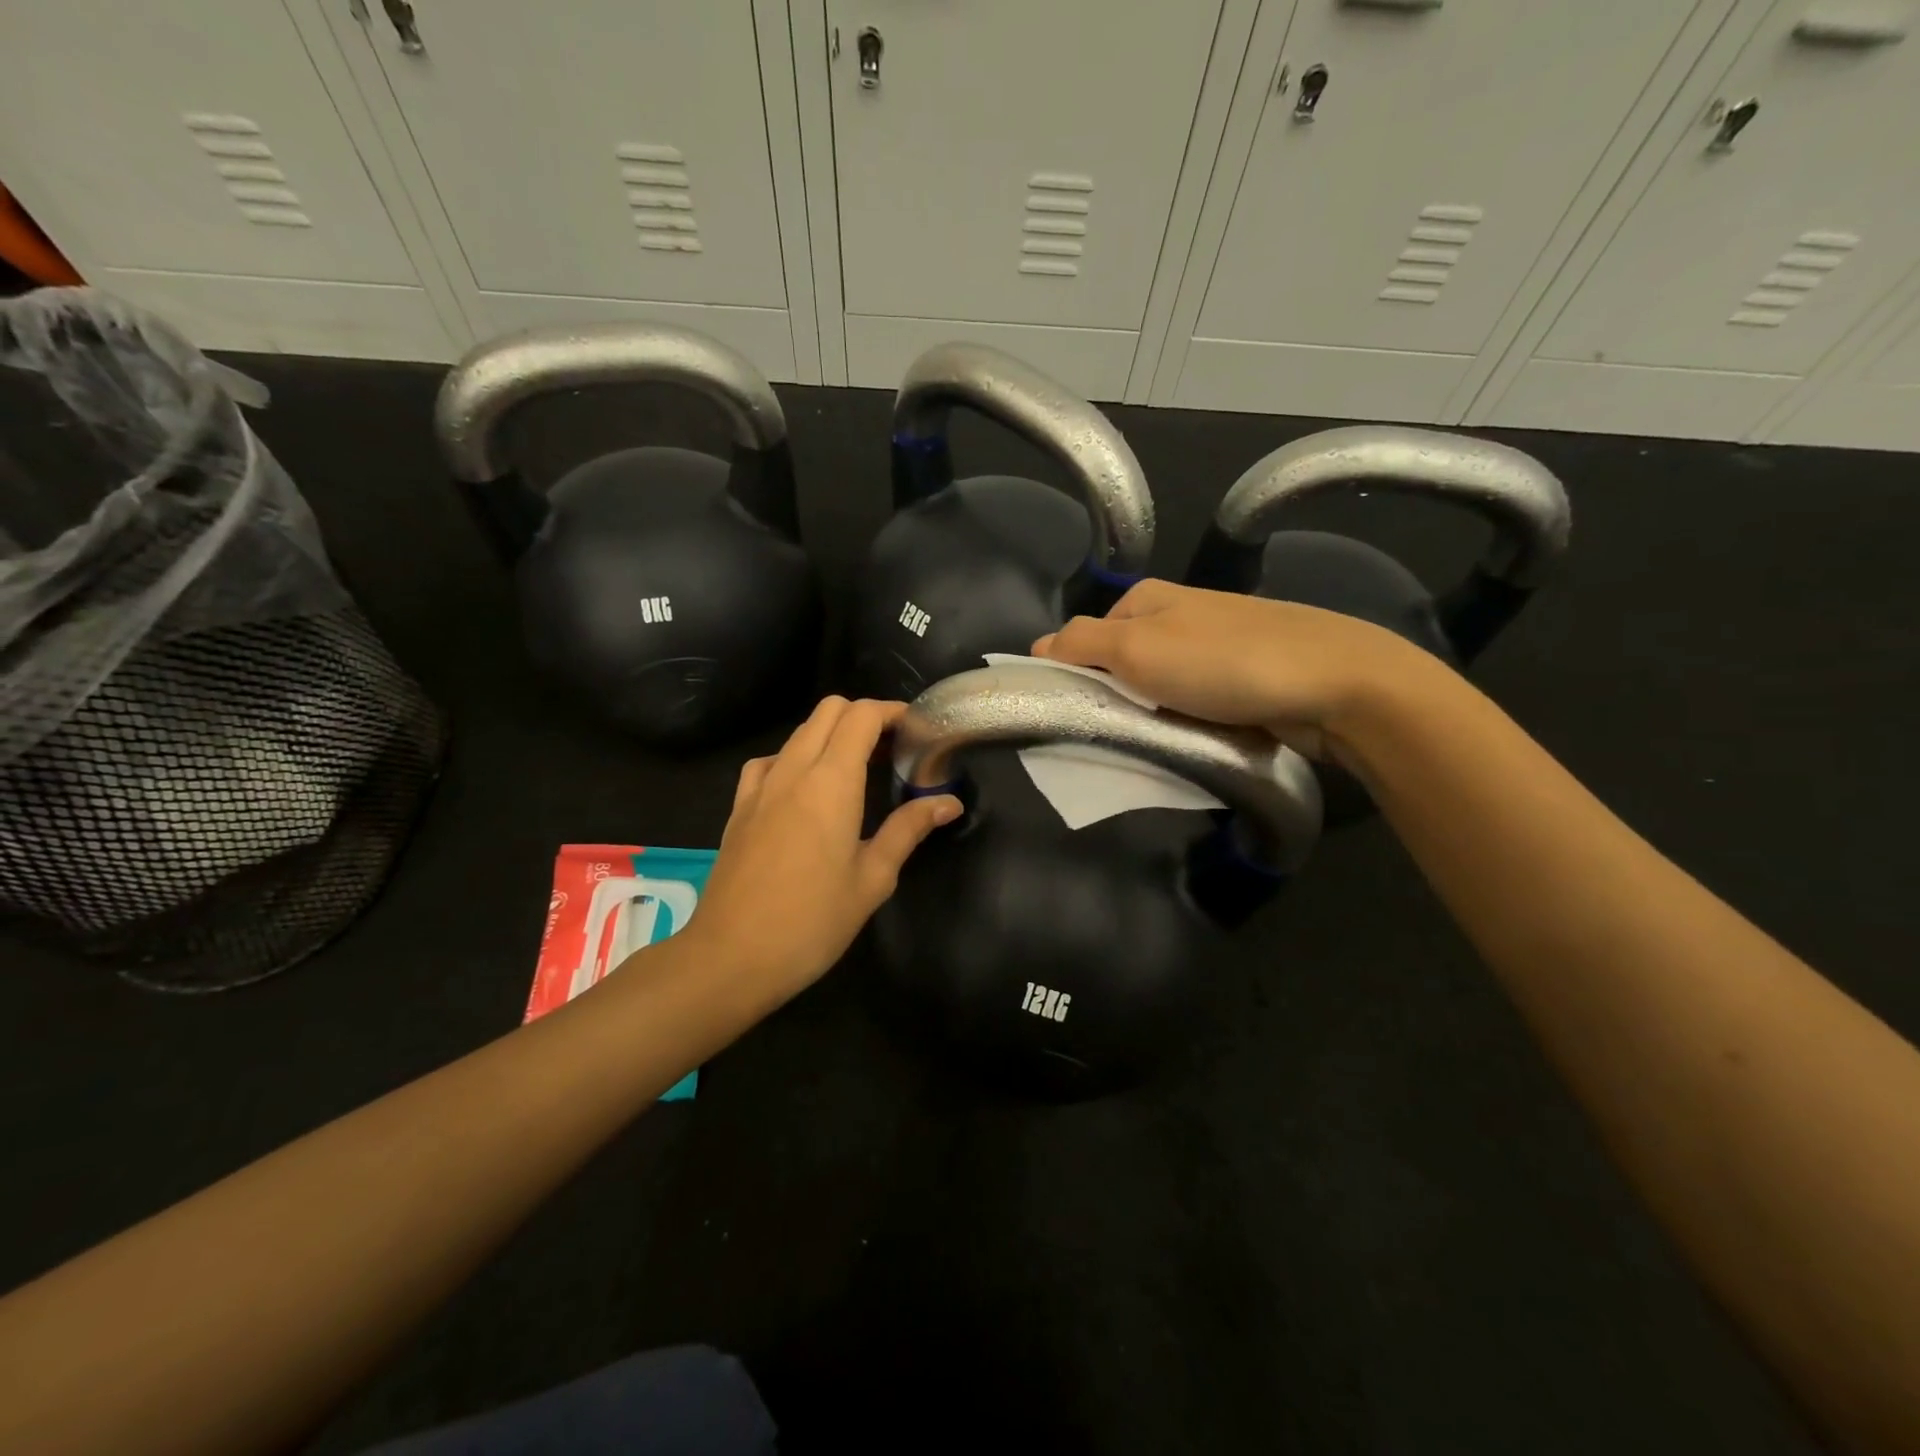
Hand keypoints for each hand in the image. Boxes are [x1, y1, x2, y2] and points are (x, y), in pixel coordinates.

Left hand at [687, 697, 960, 1003]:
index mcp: (831, 782)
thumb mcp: (873, 878)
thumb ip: (908, 829)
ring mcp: (760, 786)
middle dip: (864, 716)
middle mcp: (793, 770)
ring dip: (831, 735)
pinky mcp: (739, 807)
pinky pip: (770, 761)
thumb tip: (948, 802)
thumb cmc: (812, 922)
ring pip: (799, 732)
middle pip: (829, 711)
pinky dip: (796, 757)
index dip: (892, 712)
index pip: (862, 715)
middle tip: (892, 749)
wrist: (731, 957)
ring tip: (856, 769)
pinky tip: (805, 790)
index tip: (916, 731)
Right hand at [1033, 579, 1430, 759]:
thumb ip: (1080, 644)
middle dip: (1113, 697)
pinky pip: (1193, 701)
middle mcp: (1178, 614)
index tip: (1072, 713)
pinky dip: (1185, 720)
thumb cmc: (1222, 661)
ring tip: (1153, 741)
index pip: (1083, 636)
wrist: (1333, 682)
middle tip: (1112, 732)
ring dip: (1150, 713)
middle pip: (1120, 662)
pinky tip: (1192, 737)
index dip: (1071, 674)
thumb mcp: (1136, 648)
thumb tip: (1036, 646)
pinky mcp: (1241, 677)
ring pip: (1157, 686)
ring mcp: (1213, 646)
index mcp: (1147, 598)